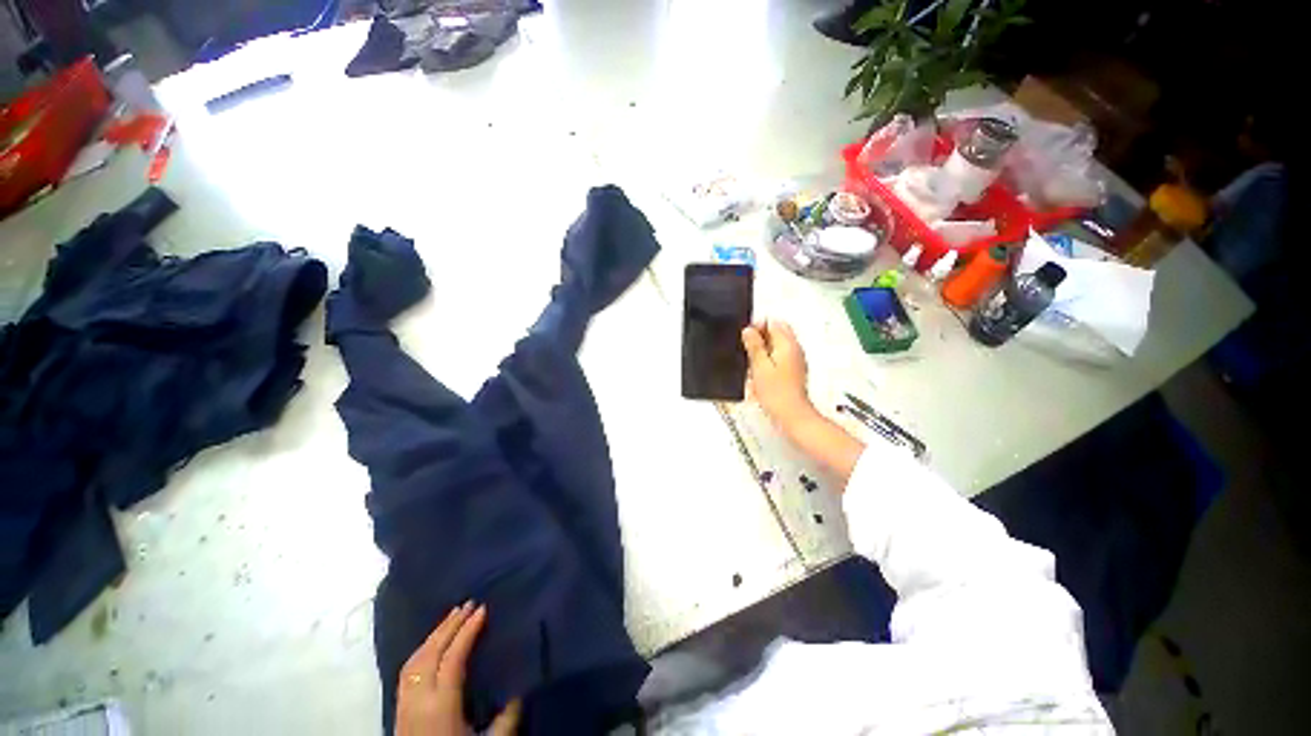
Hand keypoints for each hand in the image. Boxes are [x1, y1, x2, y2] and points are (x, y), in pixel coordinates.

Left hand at [396, 602, 520, 735]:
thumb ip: (507, 718)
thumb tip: (521, 691)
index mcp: (441, 705)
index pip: (452, 658)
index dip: (467, 632)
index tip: (482, 609)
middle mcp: (419, 699)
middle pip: (431, 653)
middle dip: (450, 625)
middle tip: (468, 604)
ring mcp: (404, 703)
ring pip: (415, 659)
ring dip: (434, 634)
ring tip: (452, 616)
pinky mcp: (397, 710)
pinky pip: (406, 671)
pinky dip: (420, 650)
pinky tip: (430, 644)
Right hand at [741, 319, 816, 437]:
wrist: (792, 415)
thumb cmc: (776, 393)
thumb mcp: (759, 367)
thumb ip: (754, 346)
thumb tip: (748, 330)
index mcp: (787, 344)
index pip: (773, 322)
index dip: (757, 326)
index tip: (745, 336)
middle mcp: (795, 349)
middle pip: (777, 332)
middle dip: (760, 337)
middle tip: (747, 349)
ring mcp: (795, 360)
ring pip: (777, 344)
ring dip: (763, 349)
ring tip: (752, 362)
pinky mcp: (793, 371)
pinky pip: (779, 357)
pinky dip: (768, 360)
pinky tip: (759, 372)